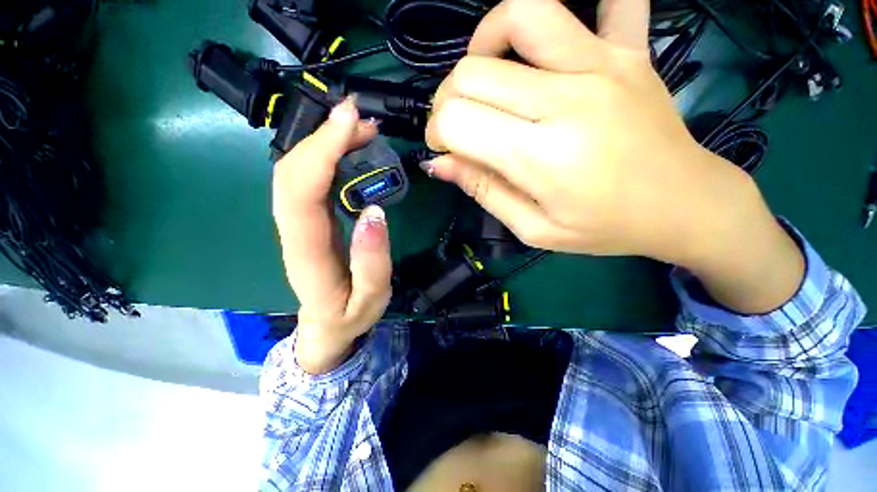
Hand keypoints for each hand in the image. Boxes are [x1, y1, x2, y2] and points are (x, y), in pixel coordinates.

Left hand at [273, 97, 391, 373]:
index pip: (301, 192)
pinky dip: (323, 156)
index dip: (321, 151)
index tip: (349, 121)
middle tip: (359, 118)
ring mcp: (295, 224)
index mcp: (307, 254)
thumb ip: (373, 262)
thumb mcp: (372, 299)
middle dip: (321, 136)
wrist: (324, 327)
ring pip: (294, 172)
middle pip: (290, 173)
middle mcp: (292, 232)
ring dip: (322, 142)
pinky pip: (306, 181)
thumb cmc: (349, 316)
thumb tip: (375, 212)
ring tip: (357, 128)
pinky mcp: (305, 221)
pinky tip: (347, 148)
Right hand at [425, 0, 803, 312]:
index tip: (445, 151)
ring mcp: (603, 64)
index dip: (437, 134)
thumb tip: (439, 164)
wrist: (682, 204)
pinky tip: (553, 42)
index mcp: (540, 156)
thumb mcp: (533, 229)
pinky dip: (580, 2)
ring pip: (521, 13)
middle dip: (448, 100)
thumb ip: (483, 192)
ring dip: (486, 41)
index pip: (457, 121)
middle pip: (472, 72)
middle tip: (460, 126)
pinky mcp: (629, 50)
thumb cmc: (603, 228)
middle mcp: (566, 99)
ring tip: (488, 72)